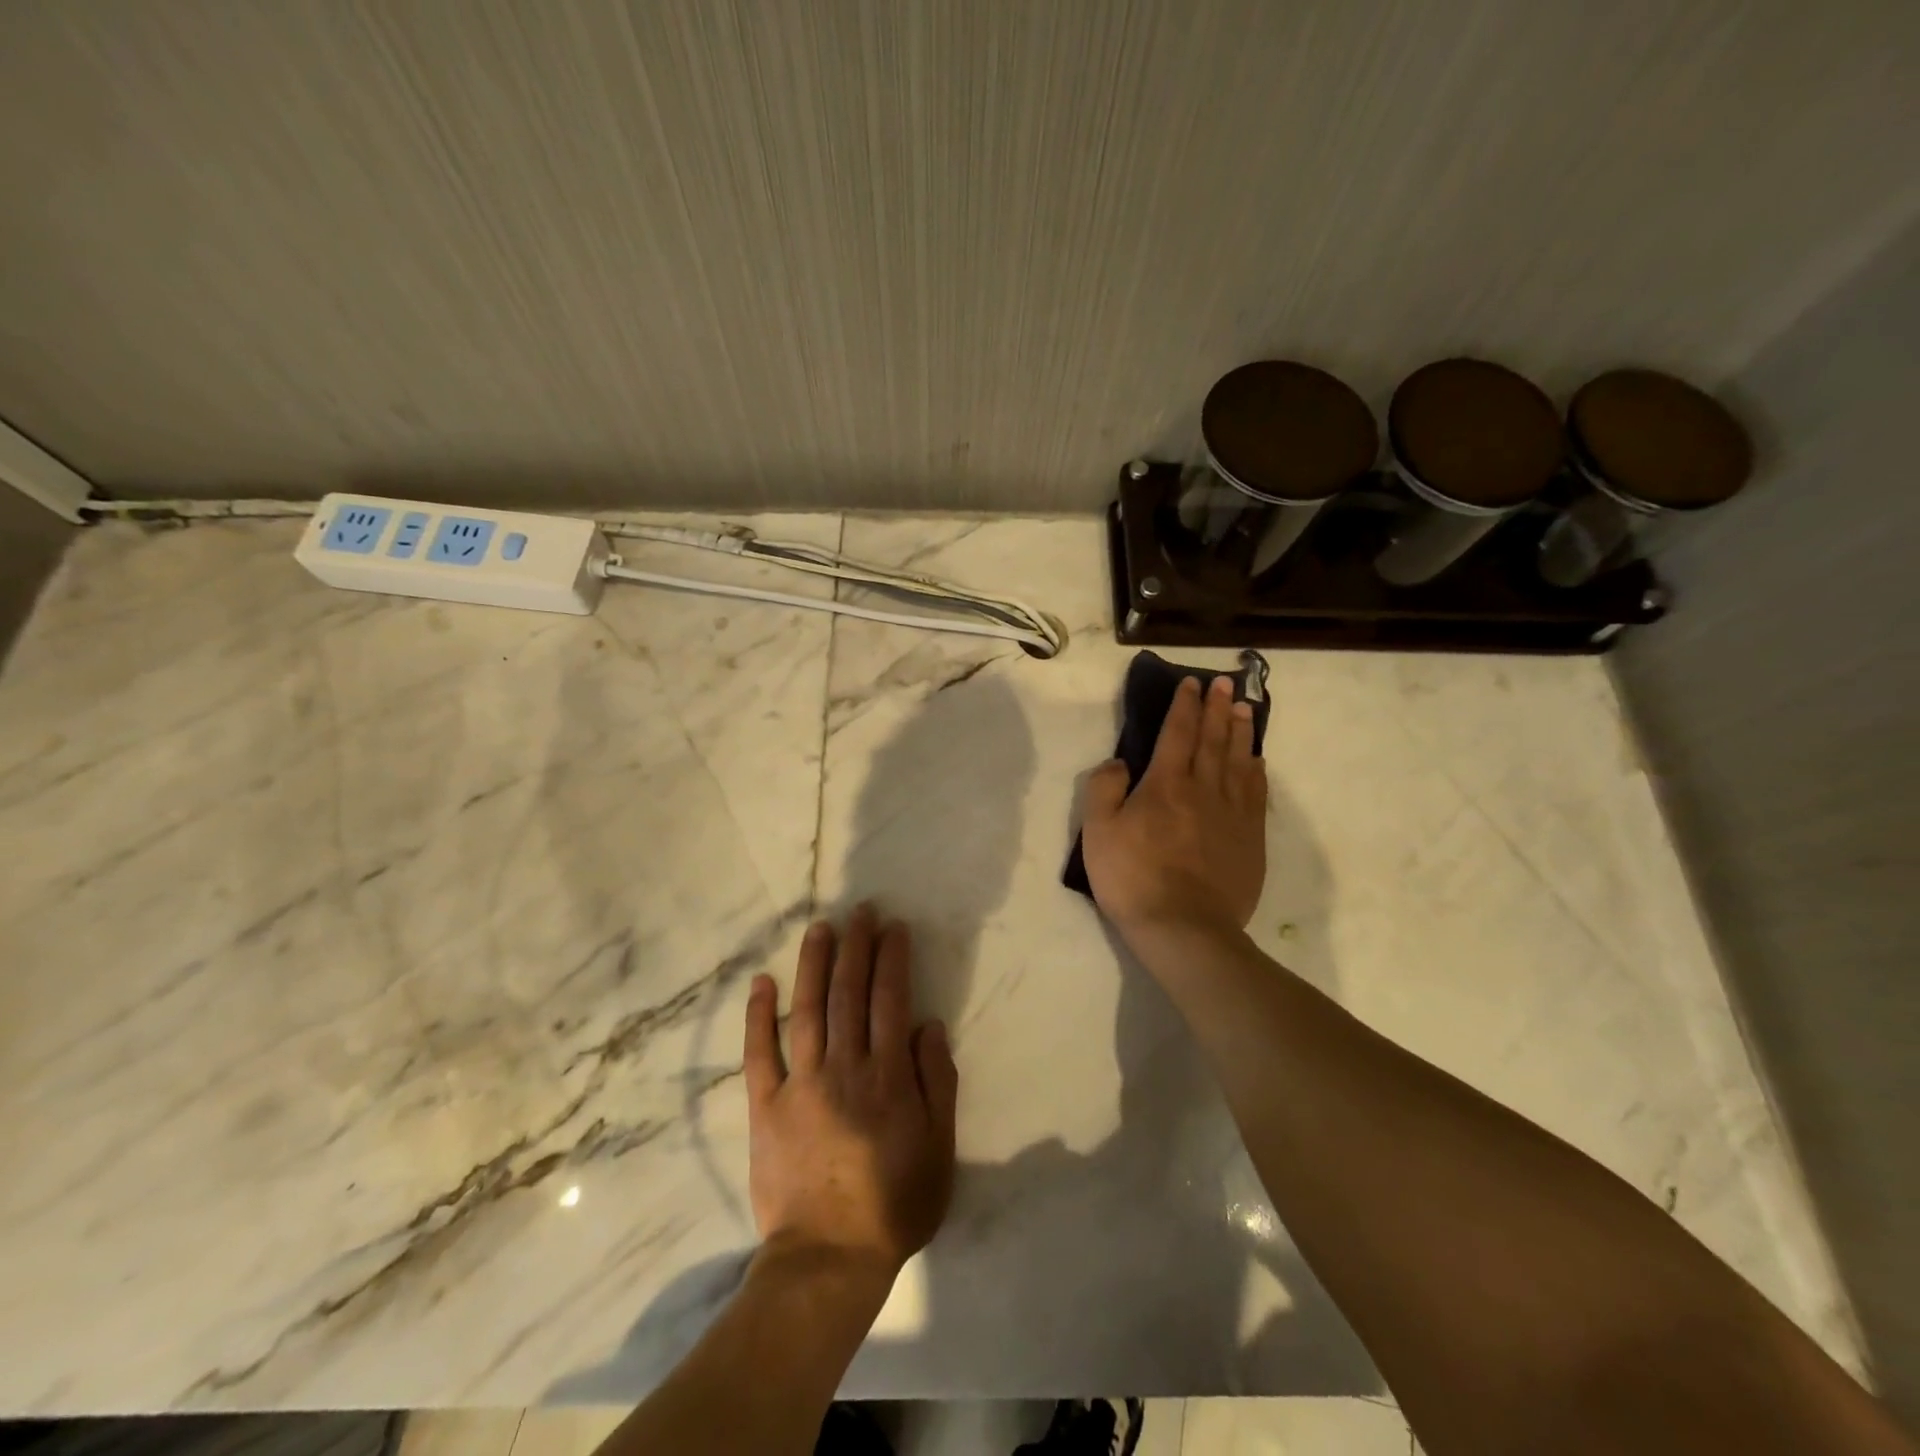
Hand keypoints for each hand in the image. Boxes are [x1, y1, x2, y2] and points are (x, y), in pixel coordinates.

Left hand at [744, 906, 957, 1282]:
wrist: (828, 1259)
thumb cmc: (894, 1205)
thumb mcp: (939, 1148)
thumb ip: (936, 1082)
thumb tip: (927, 1024)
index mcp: (887, 1076)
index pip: (890, 1000)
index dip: (892, 959)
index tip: (893, 927)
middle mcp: (844, 1067)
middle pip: (849, 993)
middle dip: (856, 947)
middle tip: (860, 911)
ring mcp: (801, 1084)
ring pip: (807, 1010)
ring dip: (814, 964)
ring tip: (820, 928)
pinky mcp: (765, 1106)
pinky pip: (759, 1053)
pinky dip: (758, 1016)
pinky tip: (761, 982)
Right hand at [1080, 674, 1267, 941]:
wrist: (1184, 928)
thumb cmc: (1133, 878)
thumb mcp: (1098, 832)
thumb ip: (1104, 789)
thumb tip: (1119, 762)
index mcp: (1165, 784)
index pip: (1177, 733)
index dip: (1183, 705)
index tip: (1190, 683)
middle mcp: (1204, 789)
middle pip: (1212, 739)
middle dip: (1216, 707)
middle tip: (1223, 682)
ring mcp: (1232, 814)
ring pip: (1239, 760)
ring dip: (1240, 731)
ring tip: (1243, 708)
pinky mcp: (1250, 839)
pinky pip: (1256, 794)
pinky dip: (1257, 771)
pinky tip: (1257, 761)